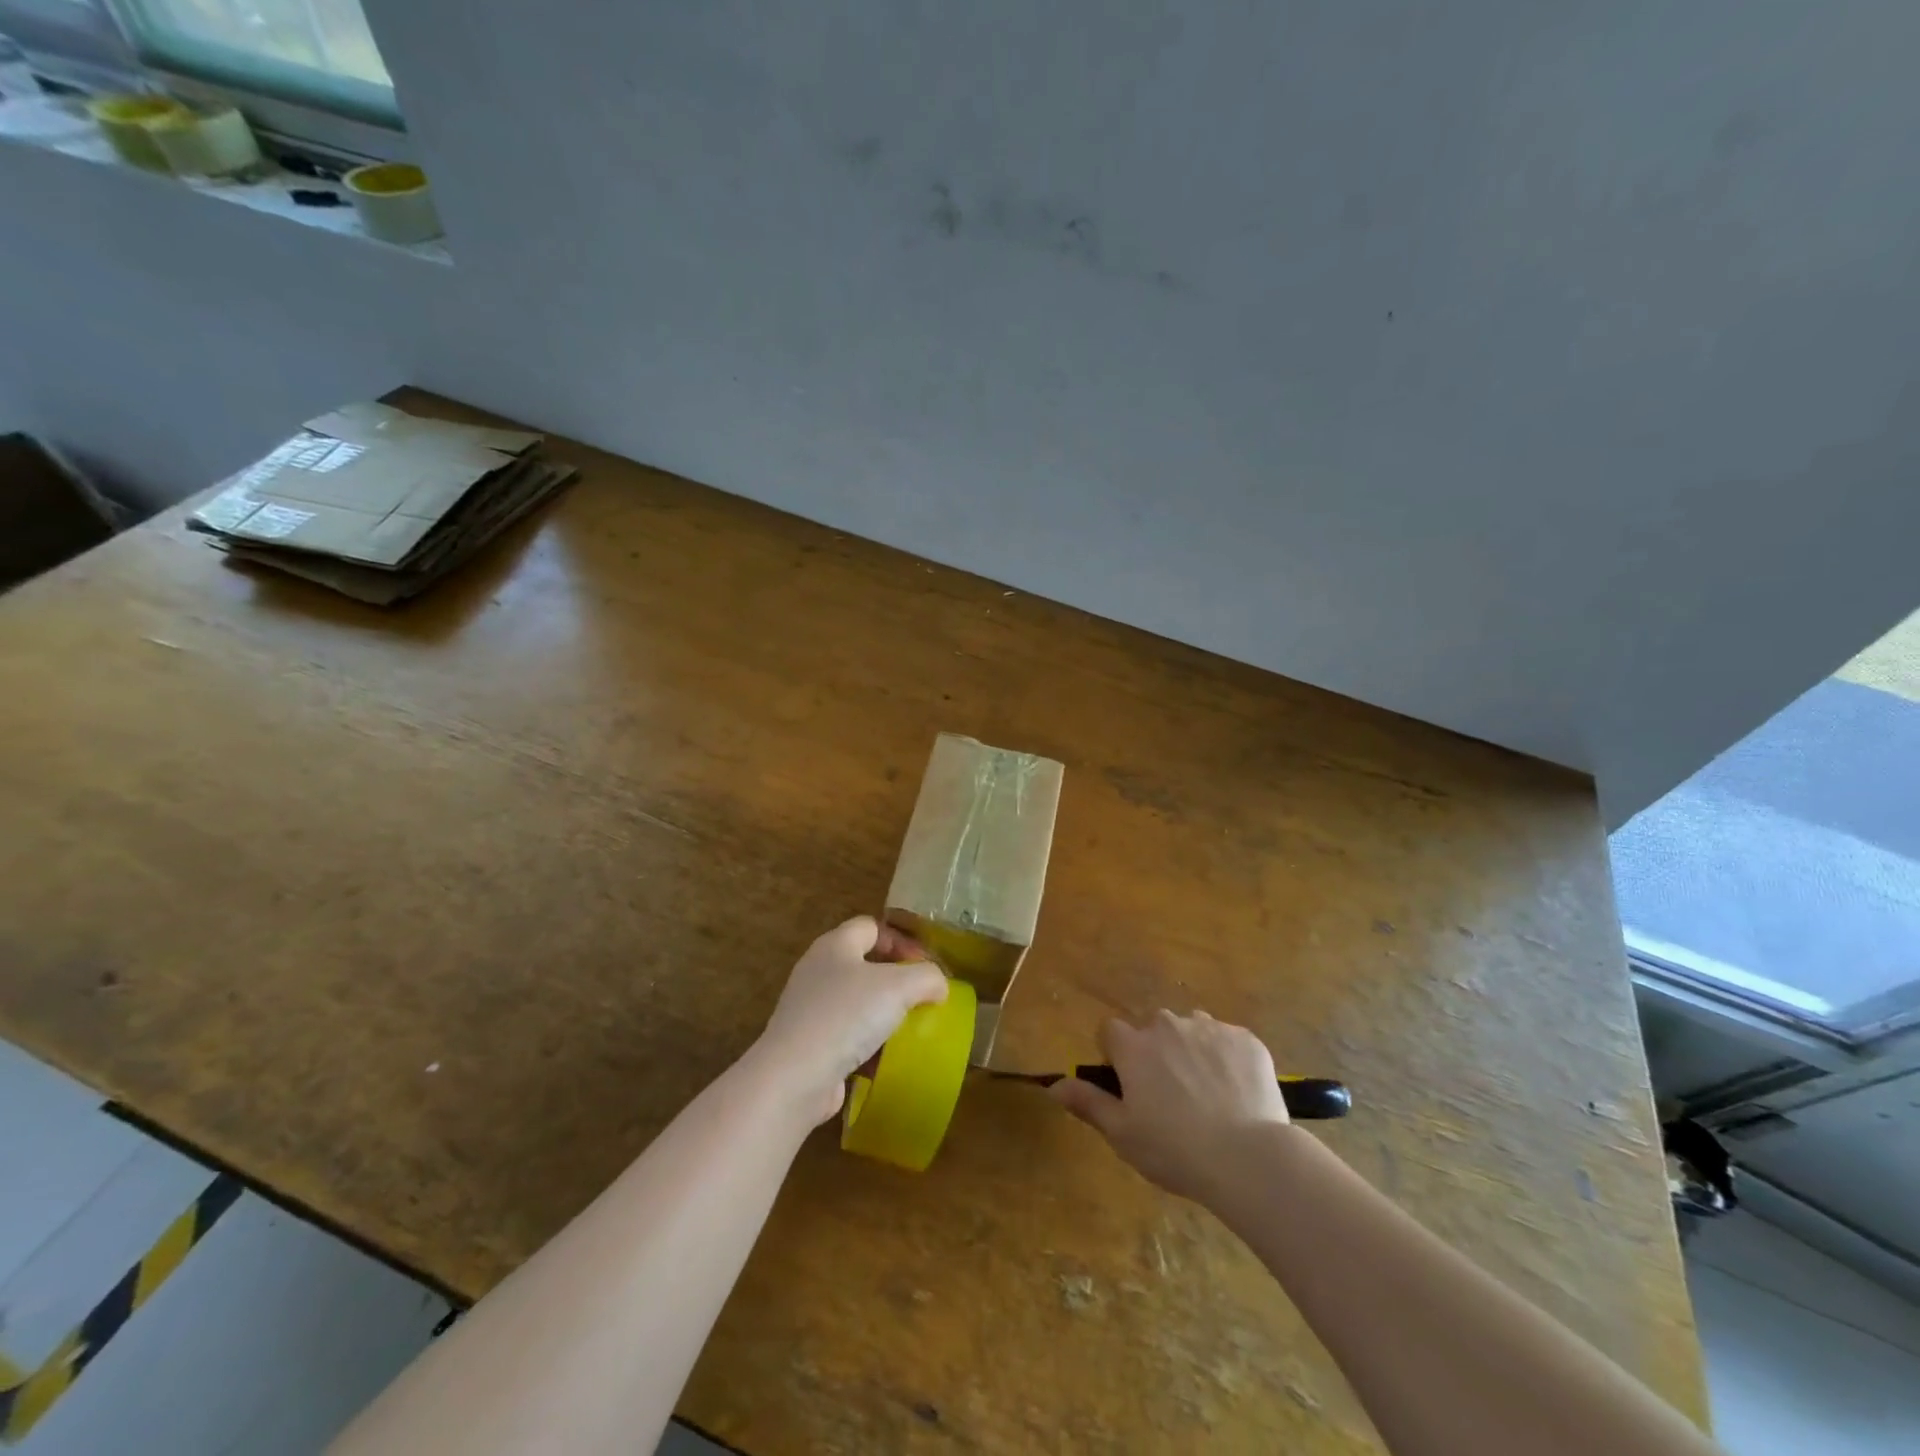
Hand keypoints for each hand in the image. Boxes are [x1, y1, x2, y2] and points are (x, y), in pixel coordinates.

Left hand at [756, 916, 948, 1124]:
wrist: (795, 1077)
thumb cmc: (847, 1016)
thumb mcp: (899, 986)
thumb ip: (926, 977)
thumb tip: (938, 984)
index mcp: (835, 946)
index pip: (871, 927)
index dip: (901, 940)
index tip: (925, 965)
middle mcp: (818, 971)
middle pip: (863, 964)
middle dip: (895, 980)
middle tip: (921, 997)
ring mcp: (809, 1009)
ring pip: (855, 1003)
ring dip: (883, 1015)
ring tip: (909, 1030)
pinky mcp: (808, 1045)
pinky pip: (846, 1036)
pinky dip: (867, 1044)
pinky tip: (886, 1059)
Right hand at [1050, 1010, 1289, 1201]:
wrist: (1249, 1158)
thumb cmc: (1175, 1150)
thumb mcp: (1122, 1134)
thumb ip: (1087, 1103)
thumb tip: (1053, 1085)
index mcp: (1134, 1046)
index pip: (1110, 1032)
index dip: (1116, 1057)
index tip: (1129, 1087)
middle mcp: (1168, 1025)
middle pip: (1153, 1029)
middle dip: (1157, 1054)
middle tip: (1172, 1098)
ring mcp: (1210, 1028)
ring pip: (1192, 1031)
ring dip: (1192, 1052)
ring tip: (1208, 1096)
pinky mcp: (1246, 1039)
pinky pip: (1228, 1041)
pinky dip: (1227, 1060)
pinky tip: (1237, 1095)